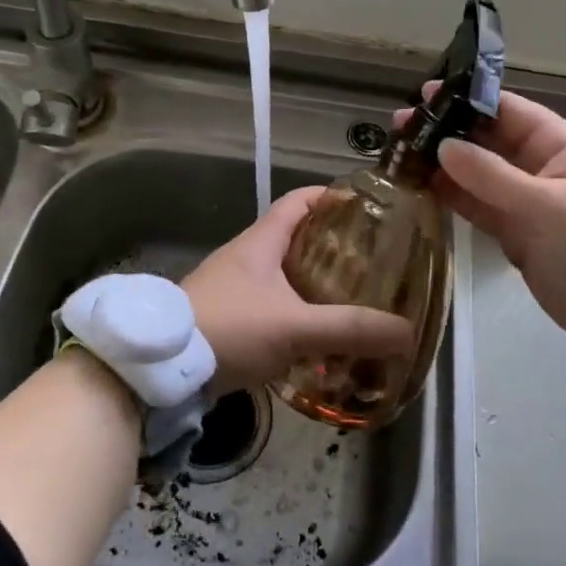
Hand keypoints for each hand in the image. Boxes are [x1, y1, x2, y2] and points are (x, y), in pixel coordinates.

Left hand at [184, 188, 410, 393]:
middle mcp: (245, 257)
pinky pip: (269, 307)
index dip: (330, 197)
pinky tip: (314, 340)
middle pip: (294, 238)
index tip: (365, 207)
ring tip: (350, 301)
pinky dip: (294, 315)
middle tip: (370, 264)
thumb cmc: (228, 328)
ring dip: (313, 285)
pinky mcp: (224, 319)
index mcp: (260, 241)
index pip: (298, 201)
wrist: (159, 368)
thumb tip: (406, 332)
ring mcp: (232, 289)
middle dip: (331, 248)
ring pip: (281, 276)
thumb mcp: (294, 327)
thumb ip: (349, 329)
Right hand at [400, 88, 565, 345]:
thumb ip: (490, 176)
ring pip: (477, 176)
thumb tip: (443, 145)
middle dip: (444, 133)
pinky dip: (452, 199)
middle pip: (485, 141)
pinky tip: (419, 189)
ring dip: (441, 167)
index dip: (465, 100)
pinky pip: (479, 208)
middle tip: (397, 129)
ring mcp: (527, 202)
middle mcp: (540, 166)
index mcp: (558, 144)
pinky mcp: (518, 235)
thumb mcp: (546, 206)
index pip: (505, 109)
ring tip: (397, 156)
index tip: (421, 97)